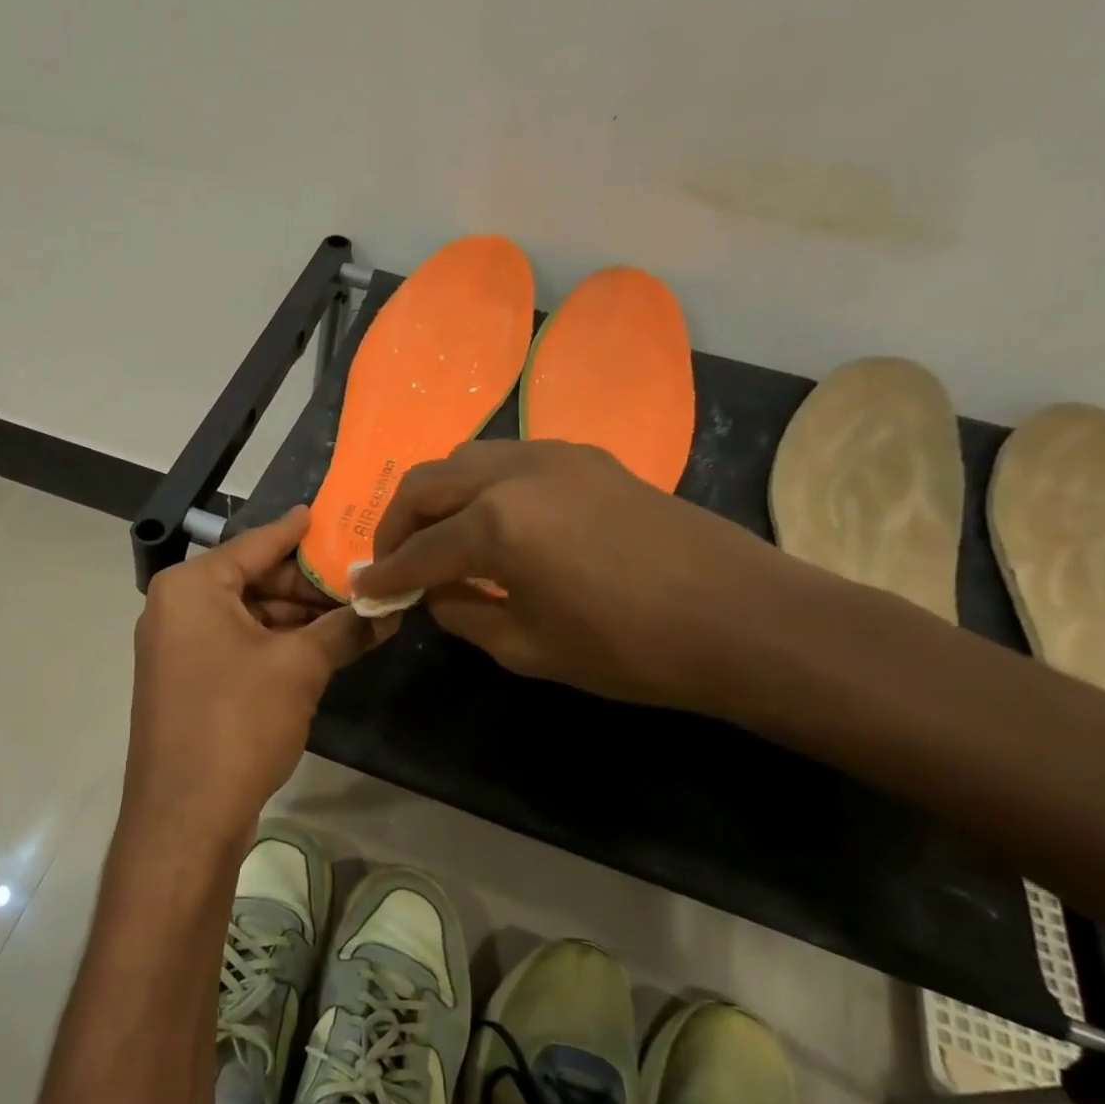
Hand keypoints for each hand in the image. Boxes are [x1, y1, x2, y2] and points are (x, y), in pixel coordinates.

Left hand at [125, 506, 381, 841]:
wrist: (185, 817)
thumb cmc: (237, 722)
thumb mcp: (301, 667)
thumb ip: (346, 627)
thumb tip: (391, 605)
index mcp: (193, 586)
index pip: (258, 543)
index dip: (299, 531)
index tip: (333, 516)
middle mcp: (177, 608)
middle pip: (255, 580)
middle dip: (309, 586)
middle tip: (362, 584)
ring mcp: (179, 648)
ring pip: (250, 617)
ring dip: (299, 620)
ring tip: (354, 618)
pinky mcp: (188, 684)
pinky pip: (239, 647)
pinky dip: (278, 646)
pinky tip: (323, 651)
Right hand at [352, 441, 797, 709]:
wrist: (740, 618)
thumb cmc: (628, 648)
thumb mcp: (528, 647)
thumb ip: (464, 613)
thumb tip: (434, 592)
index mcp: (495, 526)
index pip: (418, 551)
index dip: (386, 575)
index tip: (364, 590)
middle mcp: (514, 473)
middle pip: (426, 483)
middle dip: (396, 522)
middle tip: (392, 559)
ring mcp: (553, 455)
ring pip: (465, 460)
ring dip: (437, 496)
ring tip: (437, 536)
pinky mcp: (586, 456)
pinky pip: (509, 460)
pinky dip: (481, 486)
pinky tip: (494, 521)